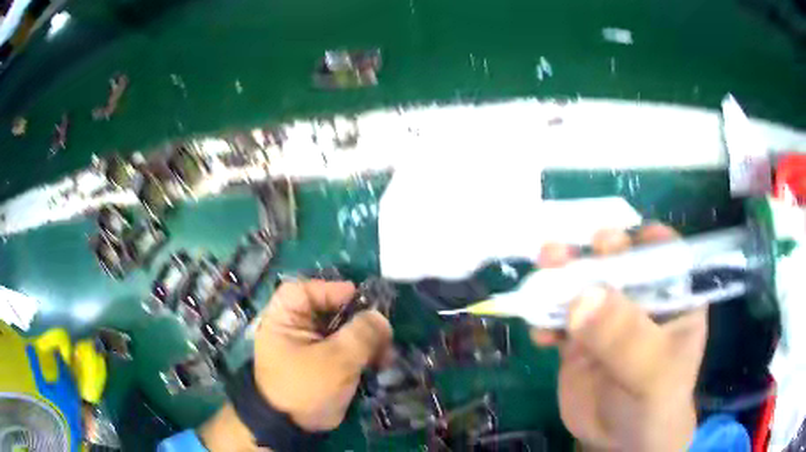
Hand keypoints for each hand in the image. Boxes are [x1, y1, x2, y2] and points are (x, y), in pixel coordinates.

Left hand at [200, 280, 392, 450]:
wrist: (293, 428)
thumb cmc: (306, 388)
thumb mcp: (335, 360)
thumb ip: (361, 335)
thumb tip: (381, 317)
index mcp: (284, 320)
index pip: (303, 291)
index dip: (330, 289)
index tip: (359, 298)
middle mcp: (295, 329)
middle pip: (329, 311)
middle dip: (358, 321)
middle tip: (382, 332)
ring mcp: (310, 348)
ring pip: (342, 333)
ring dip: (366, 341)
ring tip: (385, 355)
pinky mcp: (323, 365)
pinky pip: (346, 351)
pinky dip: (363, 354)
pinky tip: (380, 364)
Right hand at [532, 224, 707, 451]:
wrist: (622, 440)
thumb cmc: (656, 401)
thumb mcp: (652, 372)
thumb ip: (626, 337)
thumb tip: (582, 297)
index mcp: (674, 296)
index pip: (664, 253)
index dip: (640, 240)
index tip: (611, 242)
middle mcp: (642, 299)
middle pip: (618, 263)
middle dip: (590, 254)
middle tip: (563, 253)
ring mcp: (609, 319)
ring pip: (584, 286)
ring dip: (560, 277)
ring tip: (542, 273)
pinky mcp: (580, 339)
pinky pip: (560, 321)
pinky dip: (545, 319)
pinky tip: (539, 333)